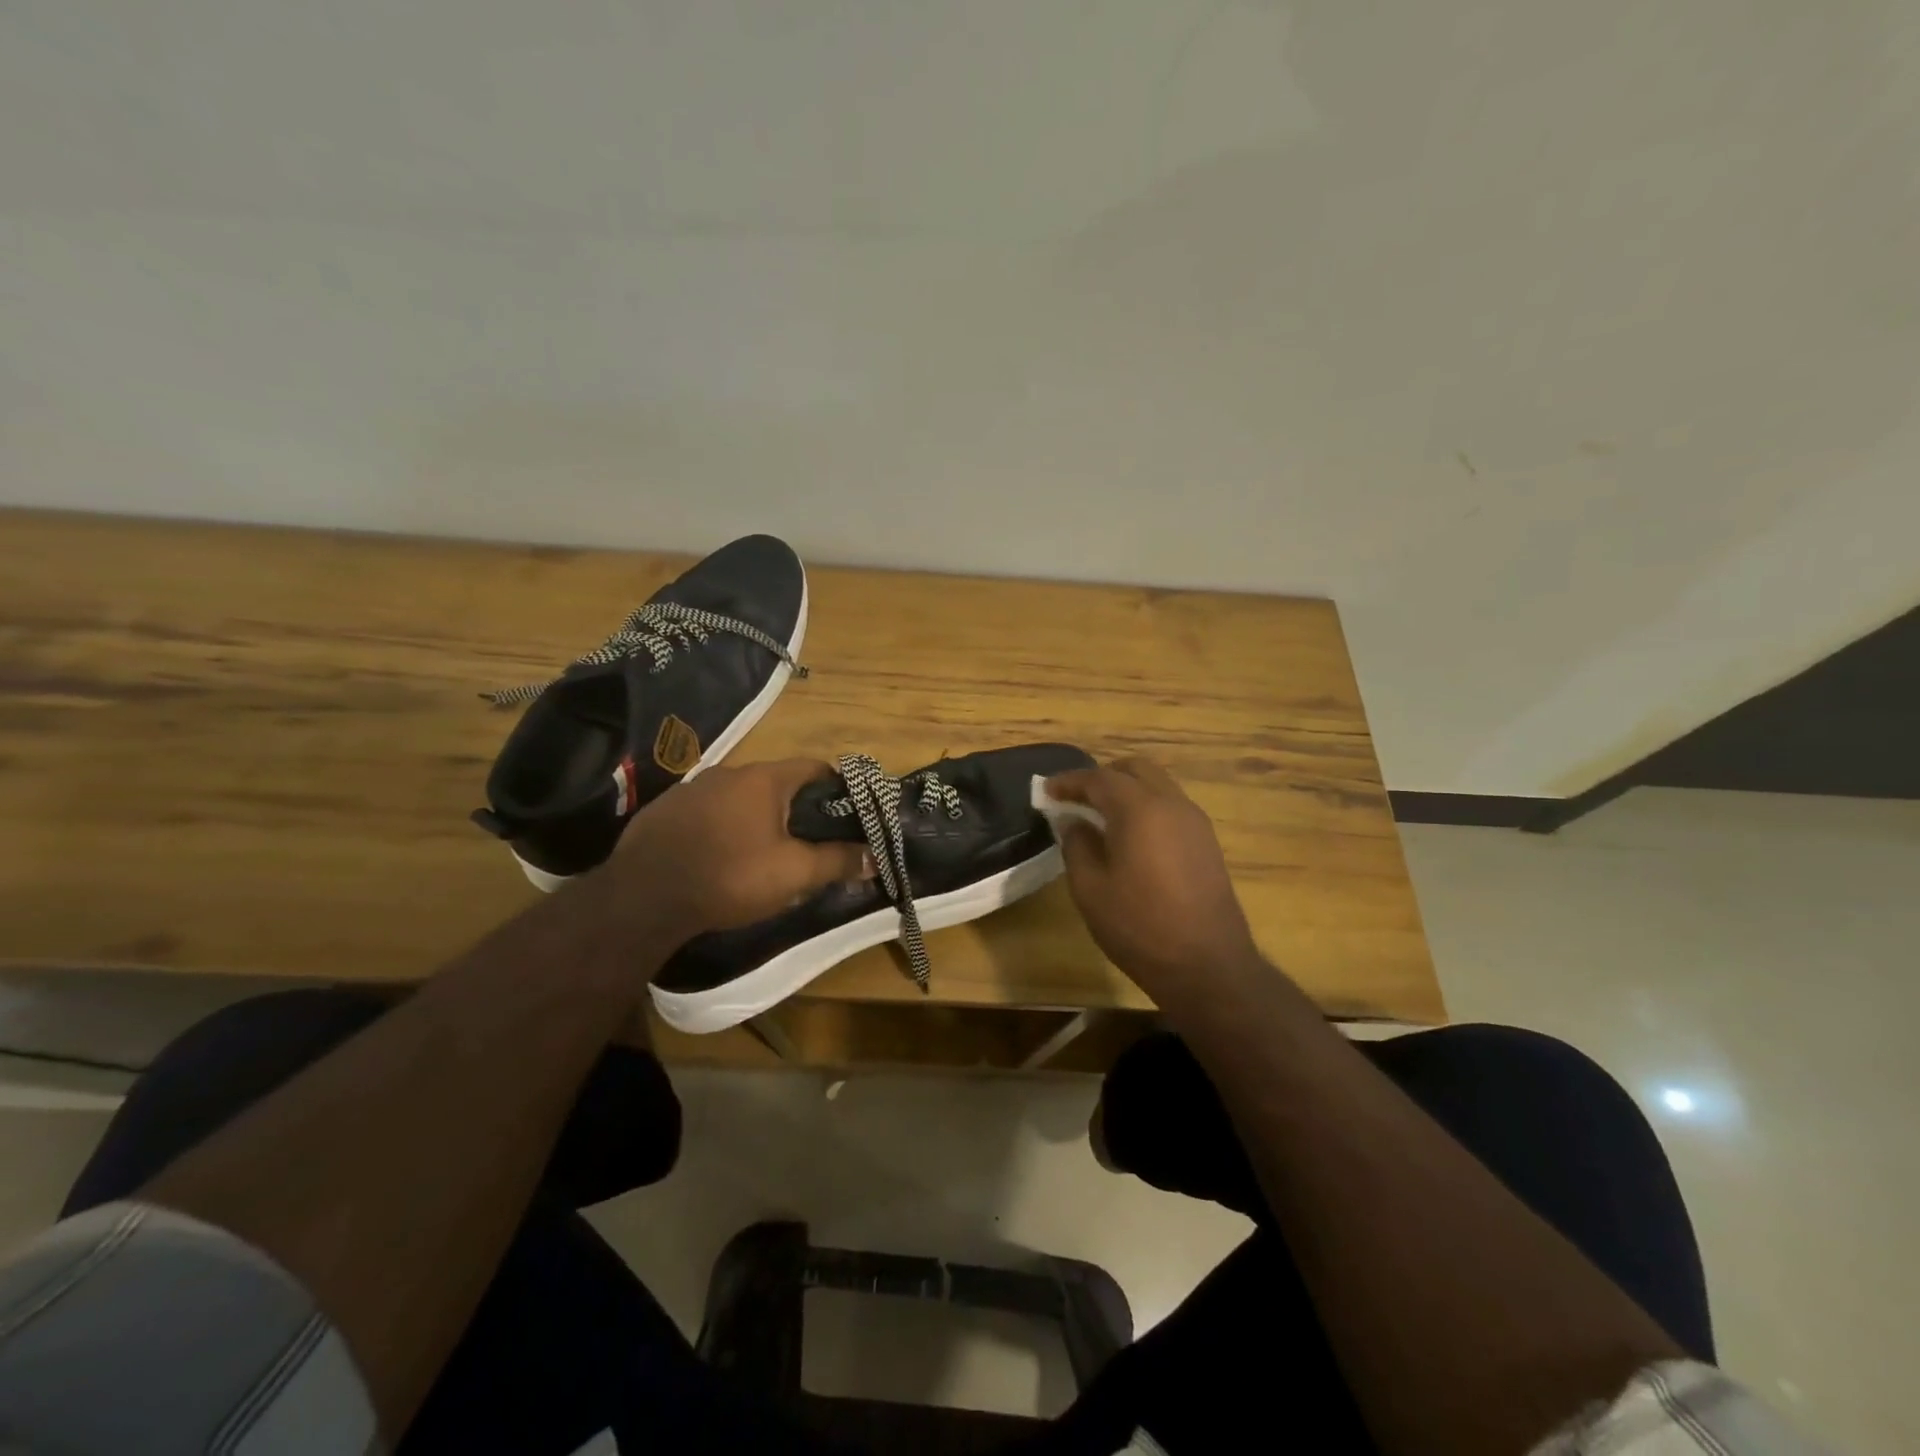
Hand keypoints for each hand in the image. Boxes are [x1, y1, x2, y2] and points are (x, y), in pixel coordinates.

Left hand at [600, 759, 871, 939]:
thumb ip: (837, 861)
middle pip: (776, 782)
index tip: (845, 814)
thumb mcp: (793, 874)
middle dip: (795, 808)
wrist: (643, 897)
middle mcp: (729, 772)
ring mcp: (692, 788)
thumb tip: (875, 856)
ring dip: (755, 816)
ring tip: (762, 851)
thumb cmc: (730, 876)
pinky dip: (721, 826)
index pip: (814, 767)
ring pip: (739, 797)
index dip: (836, 788)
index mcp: (764, 779)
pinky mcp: (664, 809)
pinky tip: (717, 855)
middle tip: (806, 840)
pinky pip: (706, 811)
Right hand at [1045, 757, 1260, 1001]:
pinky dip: (1147, 807)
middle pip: (1135, 770)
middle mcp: (1172, 804)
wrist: (1208, 966)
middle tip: (1076, 798)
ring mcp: (1195, 822)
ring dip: (1128, 790)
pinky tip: (1131, 836)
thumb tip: (1072, 822)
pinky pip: (1172, 807)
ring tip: (1101, 816)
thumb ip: (1076, 846)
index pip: (1099, 778)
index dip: (1069, 781)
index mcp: (1140, 810)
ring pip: (1158, 785)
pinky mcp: (1207, 842)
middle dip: (1103, 776)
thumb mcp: (1090, 890)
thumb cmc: (1140, 927)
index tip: (1047, 791)